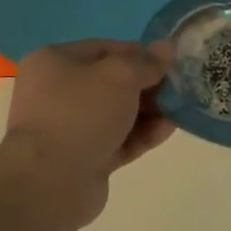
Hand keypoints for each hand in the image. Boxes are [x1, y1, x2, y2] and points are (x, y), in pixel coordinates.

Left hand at [0, 40, 174, 228]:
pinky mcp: (84, 158)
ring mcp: (69, 128)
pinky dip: (141, 134)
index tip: (171, 62)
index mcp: (54, 62)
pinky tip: (168, 130)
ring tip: (180, 109)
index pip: (104, 49)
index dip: (139, 53)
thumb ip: (146, 62)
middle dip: (147, 85)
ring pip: (117, 113)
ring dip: (149, 111)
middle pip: (112, 82)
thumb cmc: (80, 114)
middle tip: (180, 87)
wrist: (50, 182)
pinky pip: (118, 140)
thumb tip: (167, 48)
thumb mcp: (119, 77)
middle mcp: (57, 92)